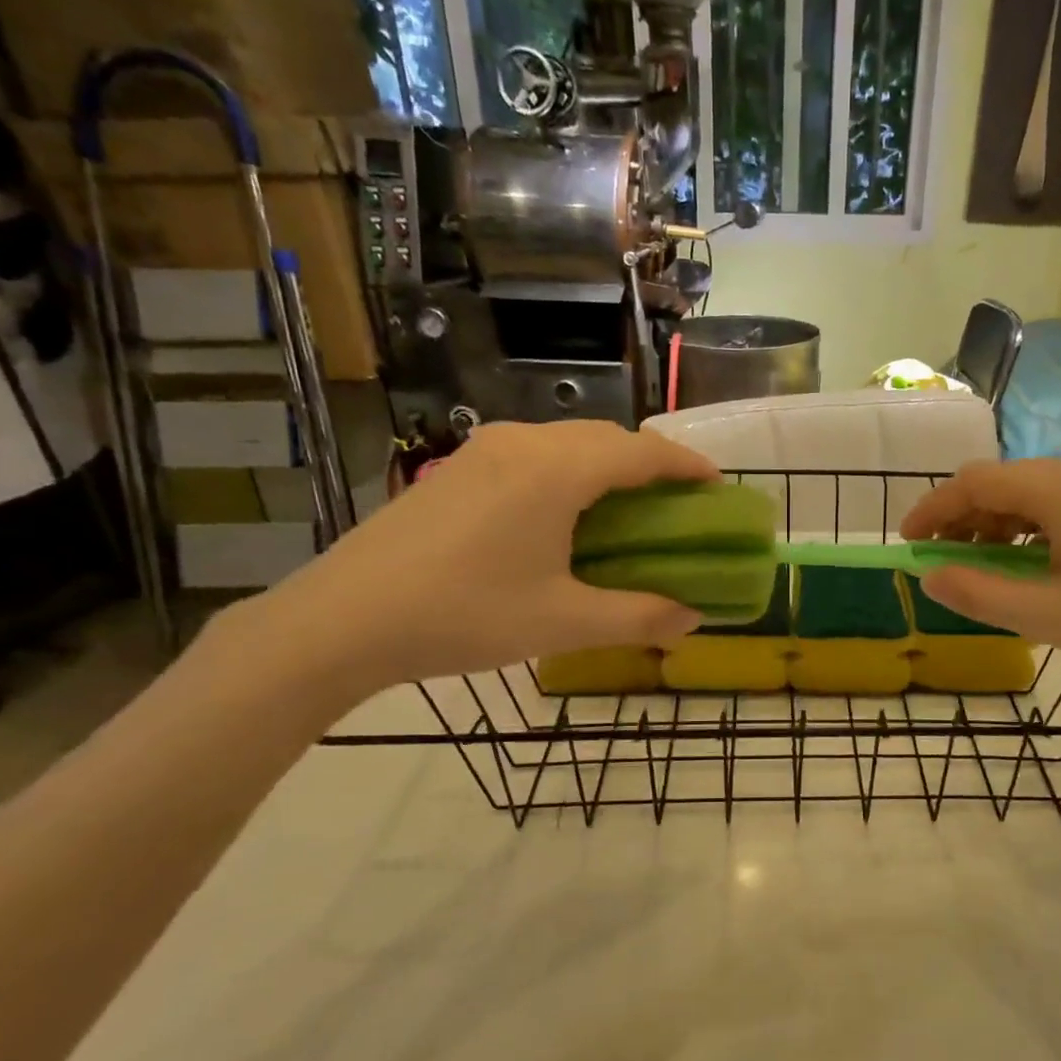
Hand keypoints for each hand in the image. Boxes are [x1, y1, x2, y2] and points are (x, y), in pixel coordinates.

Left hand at [244, 421, 718, 695]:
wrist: (342, 620)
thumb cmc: (464, 615)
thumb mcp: (563, 622)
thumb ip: (639, 617)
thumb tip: (692, 620)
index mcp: (557, 470)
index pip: (643, 452)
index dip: (688, 466)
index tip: (719, 488)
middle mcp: (524, 442)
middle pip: (607, 439)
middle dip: (651, 465)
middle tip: (678, 505)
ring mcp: (484, 449)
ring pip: (569, 442)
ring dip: (608, 466)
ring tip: (628, 509)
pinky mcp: (458, 467)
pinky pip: (535, 453)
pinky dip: (570, 472)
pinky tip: (565, 513)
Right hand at [900, 457, 1060, 701]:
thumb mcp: (1050, 618)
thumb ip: (979, 594)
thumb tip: (928, 578)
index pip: (976, 482)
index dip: (933, 510)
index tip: (907, 544)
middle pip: (1003, 483)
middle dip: (962, 520)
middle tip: (940, 565)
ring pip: (1032, 494)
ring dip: (995, 526)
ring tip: (978, 570)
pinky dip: (1030, 530)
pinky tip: (1027, 565)